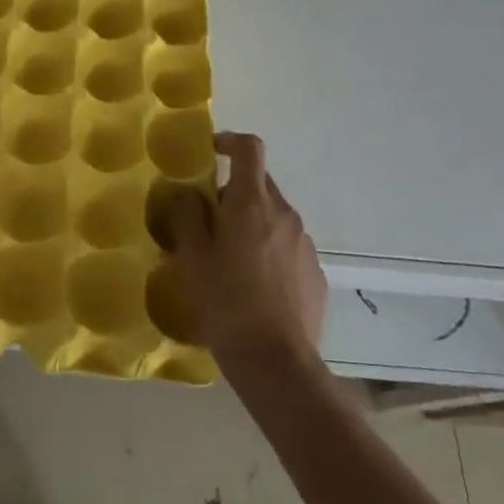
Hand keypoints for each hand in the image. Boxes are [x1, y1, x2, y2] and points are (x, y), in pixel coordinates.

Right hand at [160, 131, 327, 372]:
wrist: (276, 362)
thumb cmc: (226, 301)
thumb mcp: (192, 257)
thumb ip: (187, 215)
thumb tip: (188, 193)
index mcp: (252, 203)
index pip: (249, 149)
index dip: (229, 141)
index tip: (211, 153)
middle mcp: (284, 214)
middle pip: (260, 183)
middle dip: (234, 191)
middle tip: (208, 218)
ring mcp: (305, 244)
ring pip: (274, 217)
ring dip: (252, 223)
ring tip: (230, 257)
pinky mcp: (316, 273)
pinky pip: (288, 247)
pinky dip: (269, 251)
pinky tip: (254, 285)